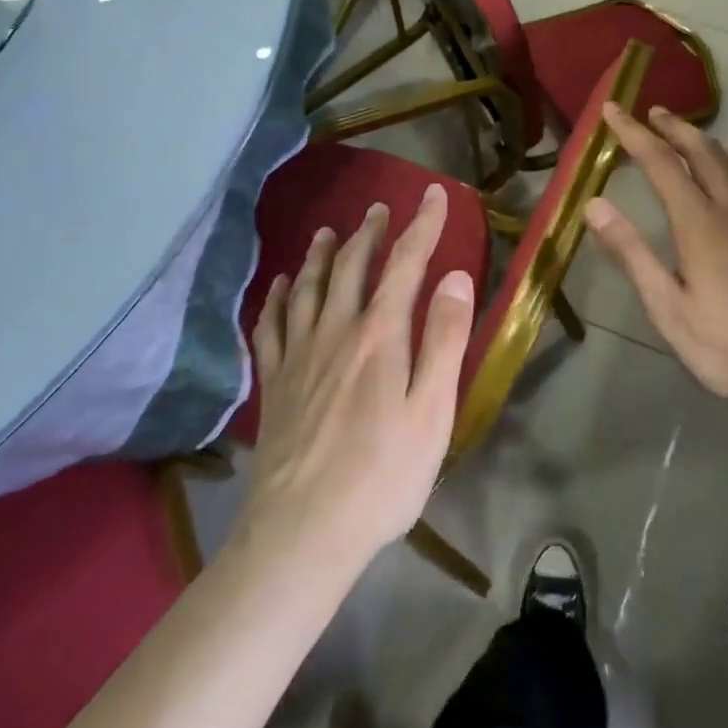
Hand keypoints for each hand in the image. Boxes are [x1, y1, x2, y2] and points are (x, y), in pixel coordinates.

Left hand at [239, 185, 474, 564]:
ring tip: (329, 232)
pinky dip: (277, 298)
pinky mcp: (275, 383)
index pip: (405, 264)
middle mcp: (336, 331)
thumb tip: (455, 276)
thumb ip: (444, 339)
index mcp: (380, 335)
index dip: (422, 225)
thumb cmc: (382, 475)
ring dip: (322, 255)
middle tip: (379, 209)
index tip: (434, 194)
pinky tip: (280, 287)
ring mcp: (299, 355)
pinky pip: (272, 326)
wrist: (302, 533)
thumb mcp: (432, 411)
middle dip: (370, 233)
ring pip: (309, 288)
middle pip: (352, 267)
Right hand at [583, 104, 727, 416]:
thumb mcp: (668, 309)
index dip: (634, 134)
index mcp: (700, 224)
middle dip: (673, 127)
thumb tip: (594, 205)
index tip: (612, 109)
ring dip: (707, 139)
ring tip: (690, 131)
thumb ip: (632, 254)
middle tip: (652, 112)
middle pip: (703, 151)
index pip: (661, 163)